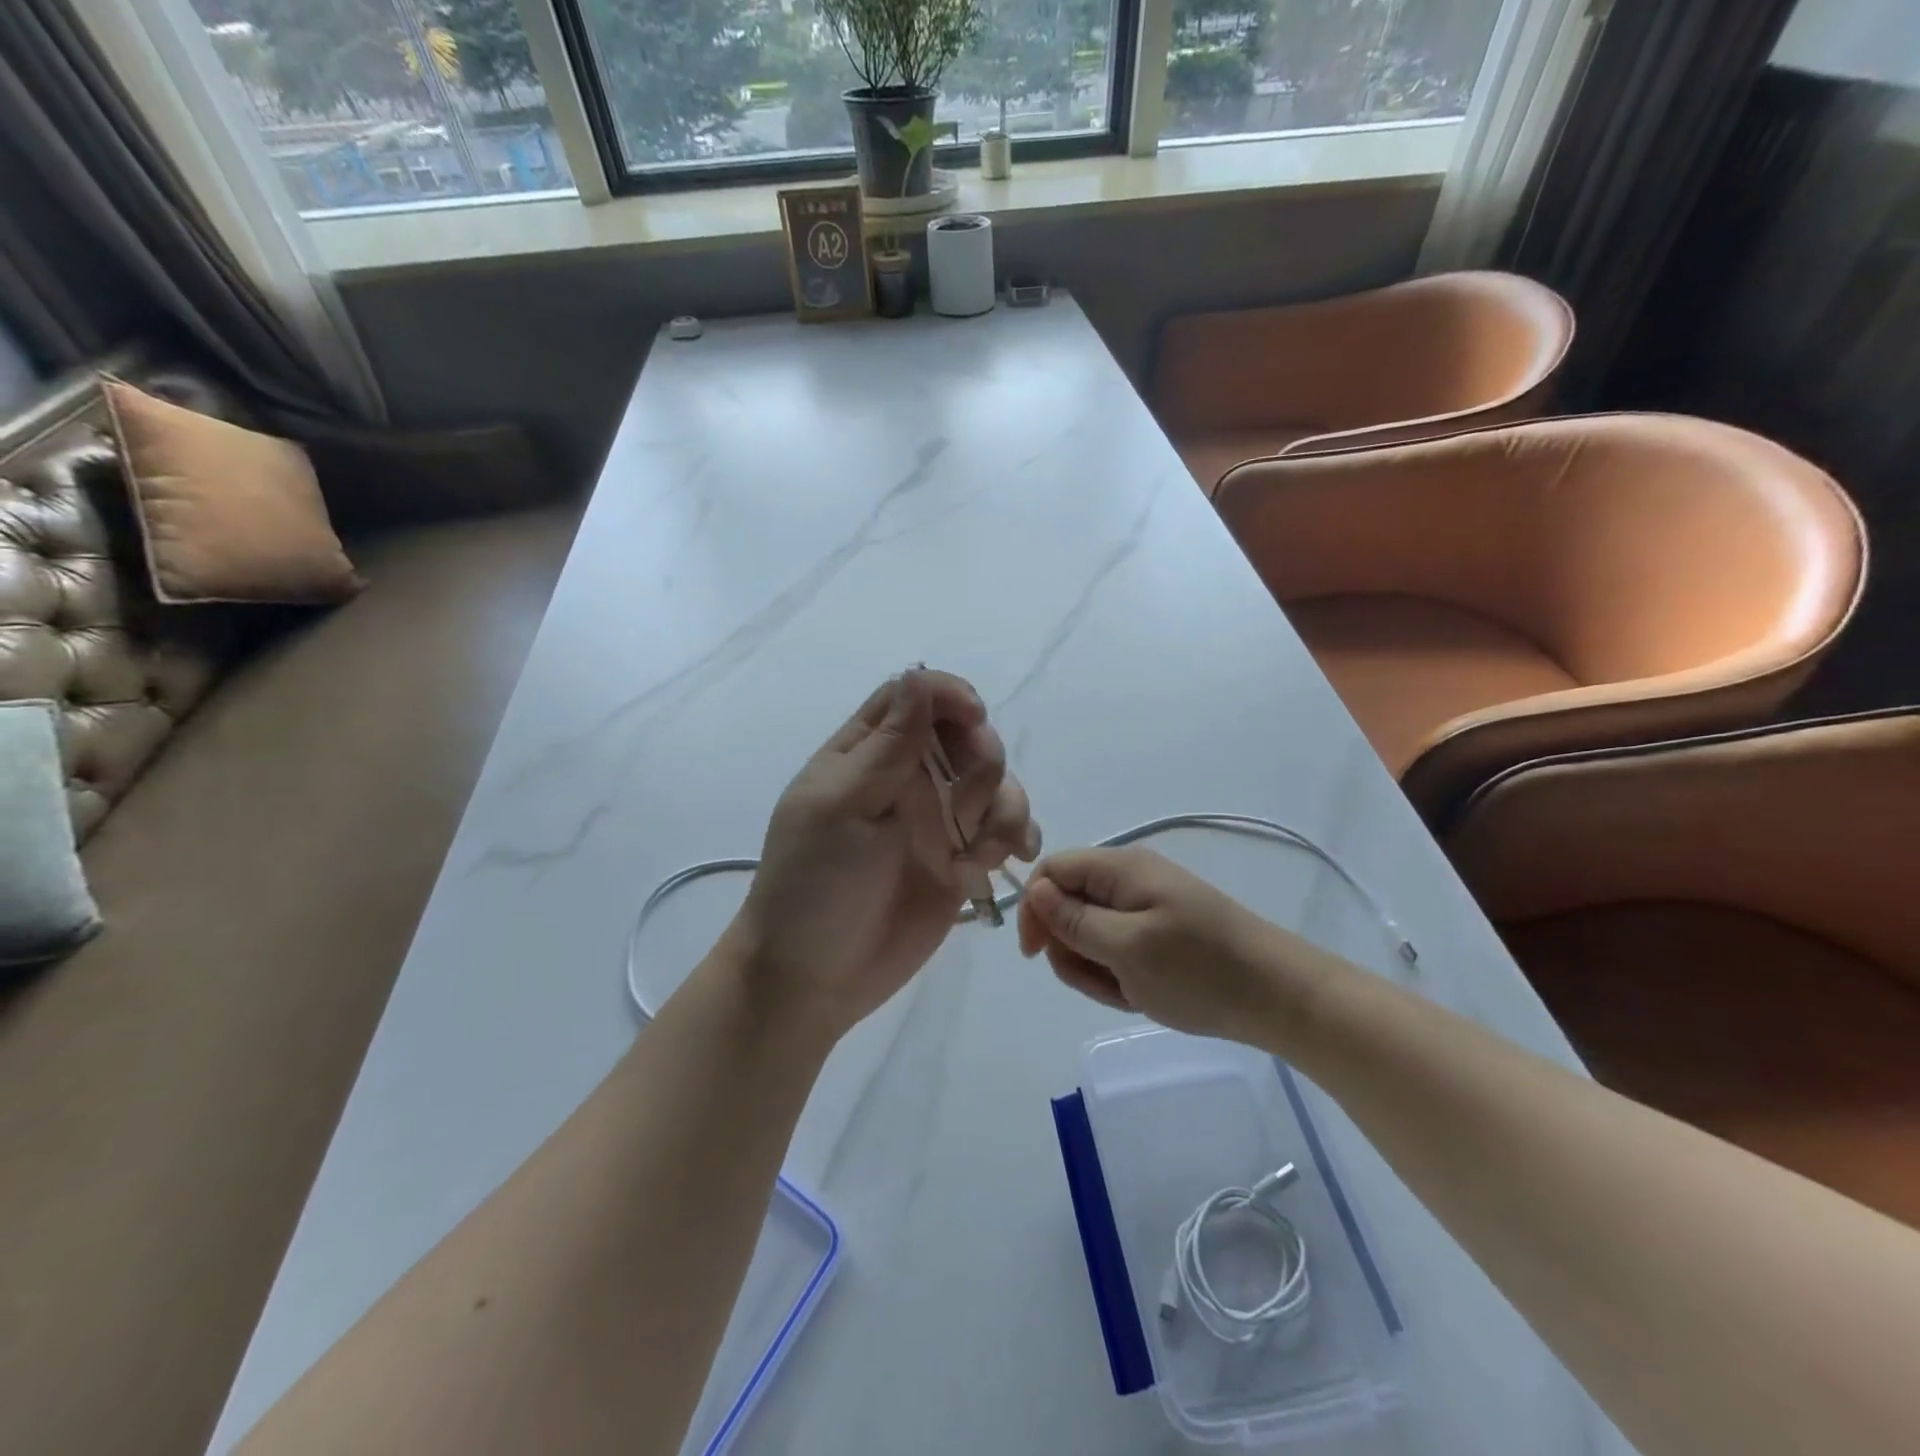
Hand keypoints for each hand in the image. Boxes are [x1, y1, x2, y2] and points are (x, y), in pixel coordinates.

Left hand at [729, 668, 1039, 1045]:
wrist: (814, 978)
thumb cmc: (814, 886)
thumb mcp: (841, 809)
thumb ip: (887, 746)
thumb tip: (917, 676)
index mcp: (866, 754)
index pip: (915, 696)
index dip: (949, 696)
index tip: (974, 719)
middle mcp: (908, 777)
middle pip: (968, 735)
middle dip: (982, 764)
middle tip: (963, 812)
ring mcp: (940, 819)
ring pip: (997, 782)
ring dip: (1002, 808)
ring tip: (979, 855)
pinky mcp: (964, 859)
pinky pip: (1008, 829)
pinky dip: (1017, 836)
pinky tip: (1010, 860)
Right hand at [1018, 846, 1308, 1040]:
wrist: (1278, 997)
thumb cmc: (1198, 970)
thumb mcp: (1126, 948)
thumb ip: (1073, 920)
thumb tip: (1034, 890)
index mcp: (1119, 869)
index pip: (1051, 871)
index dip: (1034, 909)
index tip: (1037, 955)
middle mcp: (1128, 880)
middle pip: (1067, 905)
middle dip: (1071, 948)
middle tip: (1102, 982)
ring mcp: (1145, 907)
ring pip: (1089, 934)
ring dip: (1096, 969)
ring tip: (1130, 992)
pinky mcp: (1159, 933)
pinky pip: (1117, 950)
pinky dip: (1120, 975)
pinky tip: (1143, 995)